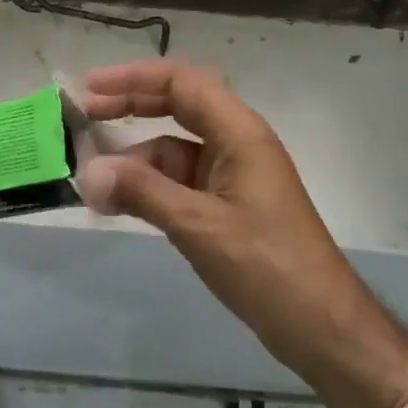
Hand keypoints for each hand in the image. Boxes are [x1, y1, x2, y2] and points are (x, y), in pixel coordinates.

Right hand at [78, 61, 407, 407]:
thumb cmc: (267, 266)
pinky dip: (150, 185)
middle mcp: (236, 142)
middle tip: (84, 114)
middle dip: (131, 105)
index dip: (134, 78)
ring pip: (175, 146)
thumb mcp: (199, 225)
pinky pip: (180, 180)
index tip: (90, 88)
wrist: (323, 328)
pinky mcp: (227, 205)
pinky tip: (120, 201)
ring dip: (135, 155)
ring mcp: (232, 174)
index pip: (182, 82)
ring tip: (92, 173)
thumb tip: (87, 171)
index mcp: (239, 132)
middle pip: (178, 105)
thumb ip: (142, 192)